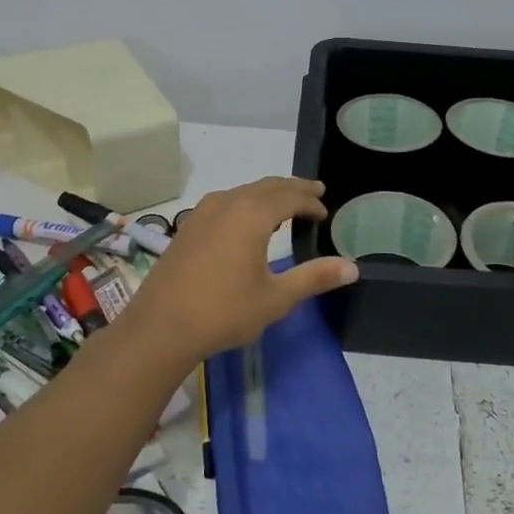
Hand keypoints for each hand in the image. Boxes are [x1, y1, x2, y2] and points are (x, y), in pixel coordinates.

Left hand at [116, 177, 358, 361]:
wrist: (161, 326)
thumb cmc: (224, 311)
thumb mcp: (276, 298)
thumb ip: (314, 277)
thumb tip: (353, 267)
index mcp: (251, 214)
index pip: (289, 196)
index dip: (310, 202)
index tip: (325, 212)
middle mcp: (227, 203)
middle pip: (266, 186)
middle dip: (292, 188)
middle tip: (314, 192)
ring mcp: (202, 212)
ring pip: (243, 192)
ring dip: (267, 194)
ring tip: (284, 205)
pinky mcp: (188, 227)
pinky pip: (225, 202)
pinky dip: (246, 203)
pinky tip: (246, 222)